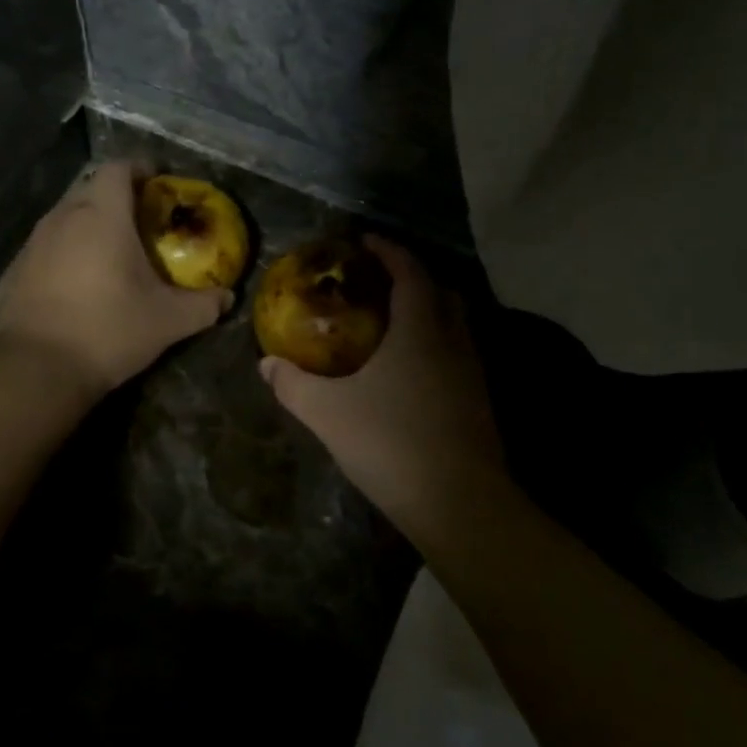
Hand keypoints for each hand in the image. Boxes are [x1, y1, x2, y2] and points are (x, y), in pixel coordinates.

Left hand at [0, 162, 228, 396]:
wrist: (35, 368)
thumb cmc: (108, 330)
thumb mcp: (167, 321)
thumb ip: (202, 305)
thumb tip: (226, 298)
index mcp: (102, 215)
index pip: (119, 168)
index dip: (141, 169)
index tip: (159, 185)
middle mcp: (65, 216)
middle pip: (93, 188)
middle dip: (119, 198)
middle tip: (144, 223)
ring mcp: (36, 241)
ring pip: (69, 215)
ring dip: (92, 223)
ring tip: (115, 251)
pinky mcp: (18, 267)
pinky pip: (51, 243)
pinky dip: (70, 248)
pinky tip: (83, 280)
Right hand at [260, 237, 508, 534]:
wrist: (461, 505)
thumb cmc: (392, 444)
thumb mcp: (328, 414)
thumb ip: (294, 385)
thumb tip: (266, 365)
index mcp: (420, 331)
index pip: (410, 274)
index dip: (389, 251)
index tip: (365, 241)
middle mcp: (453, 343)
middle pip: (441, 293)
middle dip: (412, 279)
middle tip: (376, 283)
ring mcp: (472, 373)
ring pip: (454, 325)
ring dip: (427, 313)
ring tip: (390, 324)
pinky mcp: (479, 402)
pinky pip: (457, 354)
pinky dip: (434, 345)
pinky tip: (408, 371)